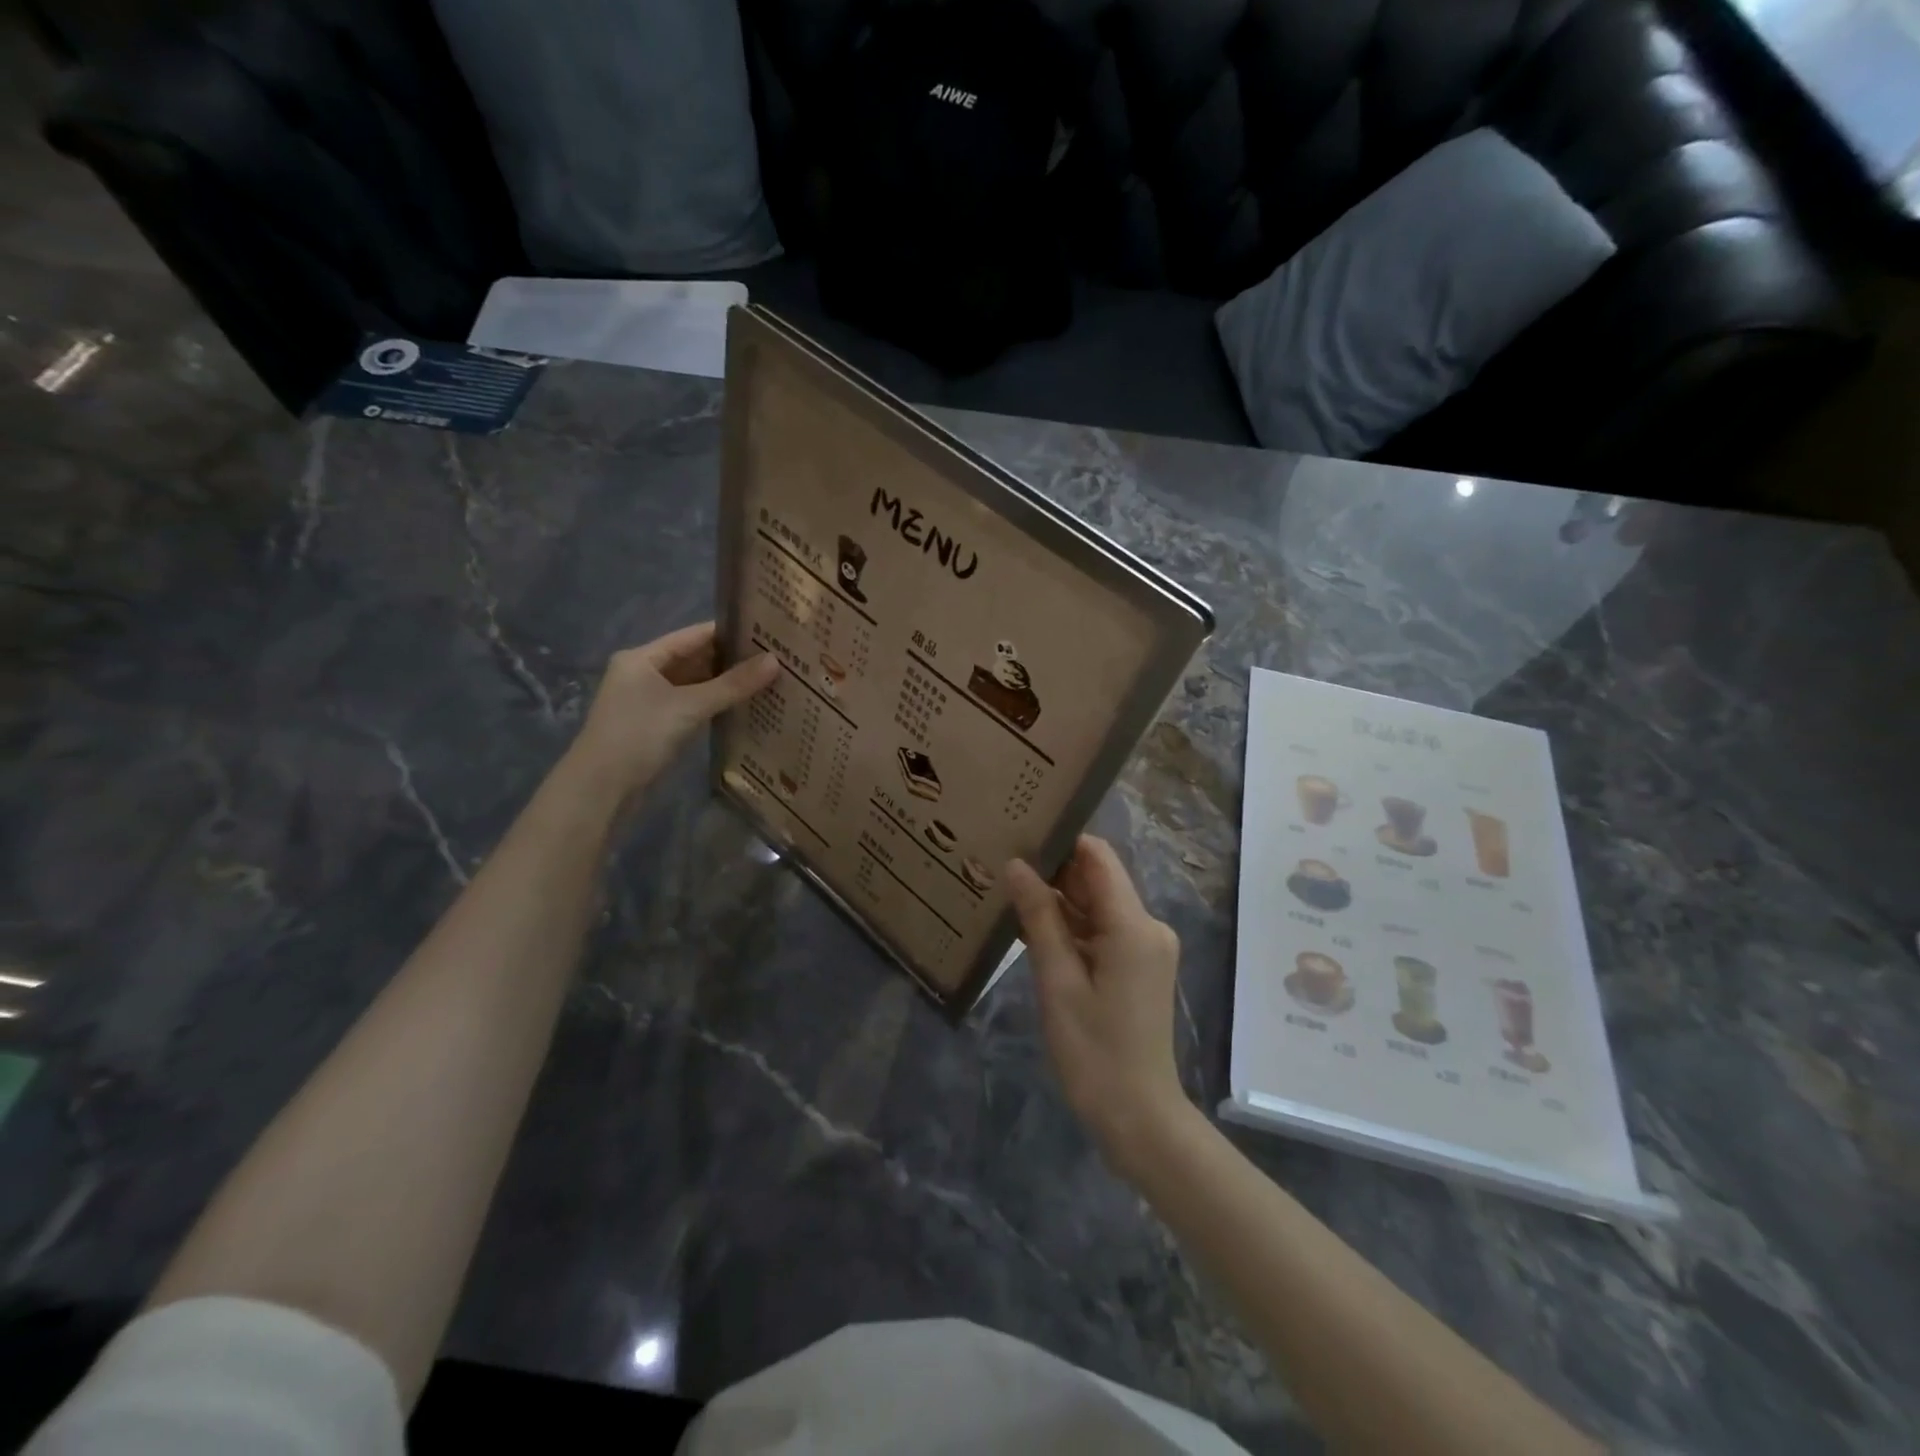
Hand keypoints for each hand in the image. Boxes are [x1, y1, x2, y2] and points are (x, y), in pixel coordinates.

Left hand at [565, 623, 776, 802]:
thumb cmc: (640, 735)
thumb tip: (775, 661)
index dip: (729, 632)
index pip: (693, 635)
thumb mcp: (689, 706)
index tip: (766, 631)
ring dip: (725, 684)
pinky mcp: (656, 726)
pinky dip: (715, 705)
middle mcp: (644, 674)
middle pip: (694, 659)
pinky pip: (692, 706)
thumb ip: (733, 684)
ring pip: (694, 685)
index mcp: (643, 658)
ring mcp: (649, 702)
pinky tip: (743, 706)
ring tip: (768, 679)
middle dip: (731, 660)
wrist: (600, 788)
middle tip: (776, 658)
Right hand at [1005, 837, 1191, 1177]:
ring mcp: (1145, 947)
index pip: (1098, 857)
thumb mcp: (1058, 982)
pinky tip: (1031, 930)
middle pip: (1097, 880)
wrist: (1137, 1116)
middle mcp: (1147, 926)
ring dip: (1058, 902)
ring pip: (1097, 906)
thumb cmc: (1094, 1051)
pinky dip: (1071, 928)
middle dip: (1053, 872)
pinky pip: (1102, 931)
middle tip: (1002, 864)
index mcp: (1134, 925)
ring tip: (1008, 892)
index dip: (1061, 842)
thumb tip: (1017, 865)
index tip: (1019, 835)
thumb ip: (1039, 918)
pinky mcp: (1138, 965)